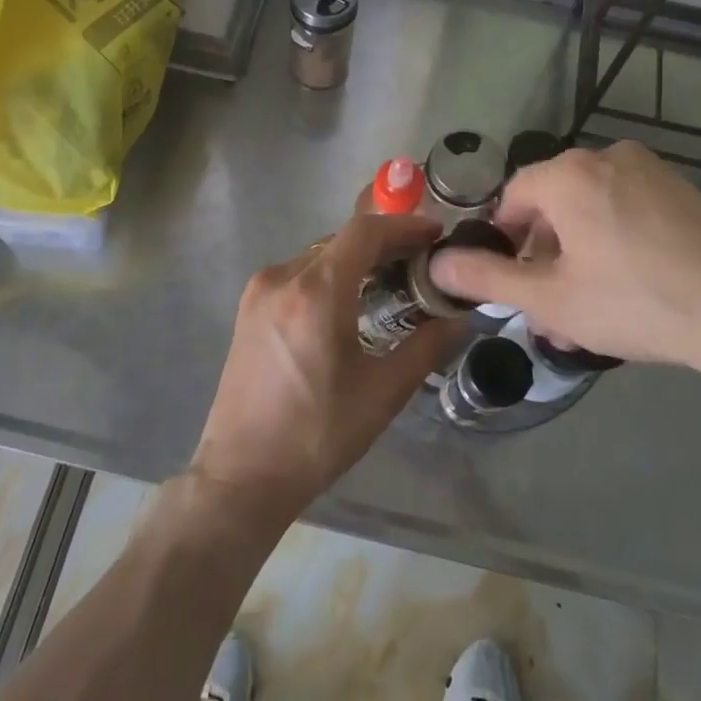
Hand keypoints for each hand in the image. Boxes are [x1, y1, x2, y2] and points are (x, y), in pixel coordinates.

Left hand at [187, 213, 461, 526]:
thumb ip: (426, 346)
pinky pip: (298, 274)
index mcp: (315, 292)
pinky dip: (330, 275)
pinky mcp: (248, 308)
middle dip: (385, 244)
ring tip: (392, 281)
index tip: (436, 235)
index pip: (365, 231)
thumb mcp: (382, 393)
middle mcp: (282, 278)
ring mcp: (259, 291)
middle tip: (422, 263)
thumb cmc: (317, 435)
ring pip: (319, 255)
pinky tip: (351, 300)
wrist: (242, 474)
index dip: (404, 226)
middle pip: (341, 240)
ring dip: (357, 260)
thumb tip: (458, 318)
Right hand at [427, 140, 700, 384]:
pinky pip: (629, 210)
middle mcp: (609, 157)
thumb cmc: (635, 302)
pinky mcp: (685, 193)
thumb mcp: (550, 298)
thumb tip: (438, 262)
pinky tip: (628, 290)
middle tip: (548, 306)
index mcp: (569, 174)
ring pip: (592, 209)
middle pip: (554, 201)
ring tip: (586, 308)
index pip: (513, 194)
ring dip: (577, 254)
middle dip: (543, 254)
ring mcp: (653, 172)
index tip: (510, 279)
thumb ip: (487, 277)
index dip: (503, 238)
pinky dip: (614, 243)